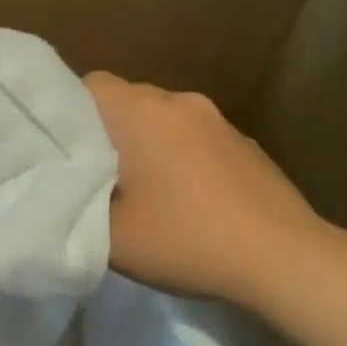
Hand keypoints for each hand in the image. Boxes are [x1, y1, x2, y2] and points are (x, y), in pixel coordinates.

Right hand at [86, 72, 324, 305]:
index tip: (60, 149)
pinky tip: (186, 198)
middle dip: (105, 130)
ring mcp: (217, 120)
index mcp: (140, 112)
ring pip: (161, 118)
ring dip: (145, 143)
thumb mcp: (109, 237)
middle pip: (125, 100)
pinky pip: (195, 137)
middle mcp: (178, 102)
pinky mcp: (245, 142)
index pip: (87, 85)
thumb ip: (73, 206)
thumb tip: (64, 189)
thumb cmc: (186, 239)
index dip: (67, 112)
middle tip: (93, 174)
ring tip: (140, 188)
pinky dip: (180, 156)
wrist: (286, 260)